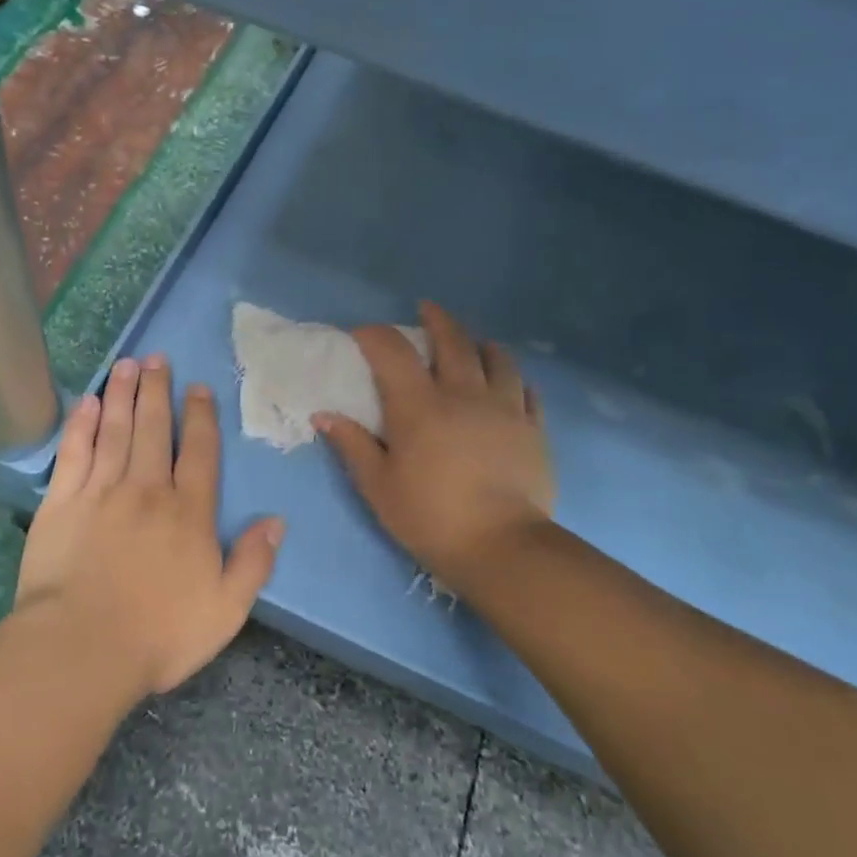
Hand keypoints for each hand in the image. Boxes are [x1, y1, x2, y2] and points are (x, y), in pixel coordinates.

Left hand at [14, 354, 282, 697]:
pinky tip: (88, 401)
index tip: (198, 388)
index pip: (199, 452)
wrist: (82, 648)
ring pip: (116, 430)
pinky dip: (81, 424)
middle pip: (155, 429)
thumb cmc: (159, 634)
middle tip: (158, 358)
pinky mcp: (62, 502)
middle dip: (158, 390)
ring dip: (123, 394)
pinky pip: (74, 452)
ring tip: (128, 364)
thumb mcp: (226, 609)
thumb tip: (277, 521)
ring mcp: (101, 492)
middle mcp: (147, 490)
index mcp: (188, 512)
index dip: (201, 417)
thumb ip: (253, 562)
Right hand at [316, 303, 554, 597]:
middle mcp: (463, 394)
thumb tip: (323, 415)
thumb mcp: (378, 486)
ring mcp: (504, 408)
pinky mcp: (533, 429)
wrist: (502, 547)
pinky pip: (528, 391)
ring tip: (475, 342)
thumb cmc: (430, 517)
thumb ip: (352, 445)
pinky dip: (516, 380)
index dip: (375, 335)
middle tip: (426, 309)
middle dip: (436, 319)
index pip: (393, 352)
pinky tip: (513, 383)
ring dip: (481, 344)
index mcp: (419, 405)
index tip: (362, 333)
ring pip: (497, 359)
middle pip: (452, 341)